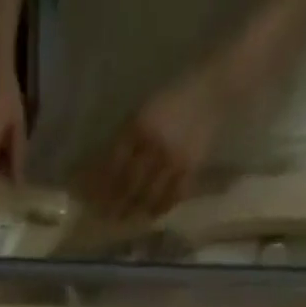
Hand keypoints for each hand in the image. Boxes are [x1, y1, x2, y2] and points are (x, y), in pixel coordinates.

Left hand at [77, 71, 225, 220]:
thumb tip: (102, 169)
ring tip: (126, 218)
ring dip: (135, 210)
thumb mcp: (142, 112)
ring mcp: (174, 159)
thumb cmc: (172, 98)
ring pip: (149, 195)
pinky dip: (160, 208)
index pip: (113, 166)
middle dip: (116, 204)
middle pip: (129, 186)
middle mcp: (154, 146)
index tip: (93, 200)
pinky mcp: (191, 167)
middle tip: (107, 216)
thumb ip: (124, 139)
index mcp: (138, 128)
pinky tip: (152, 214)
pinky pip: (173, 196)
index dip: (102, 187)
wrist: (212, 88)